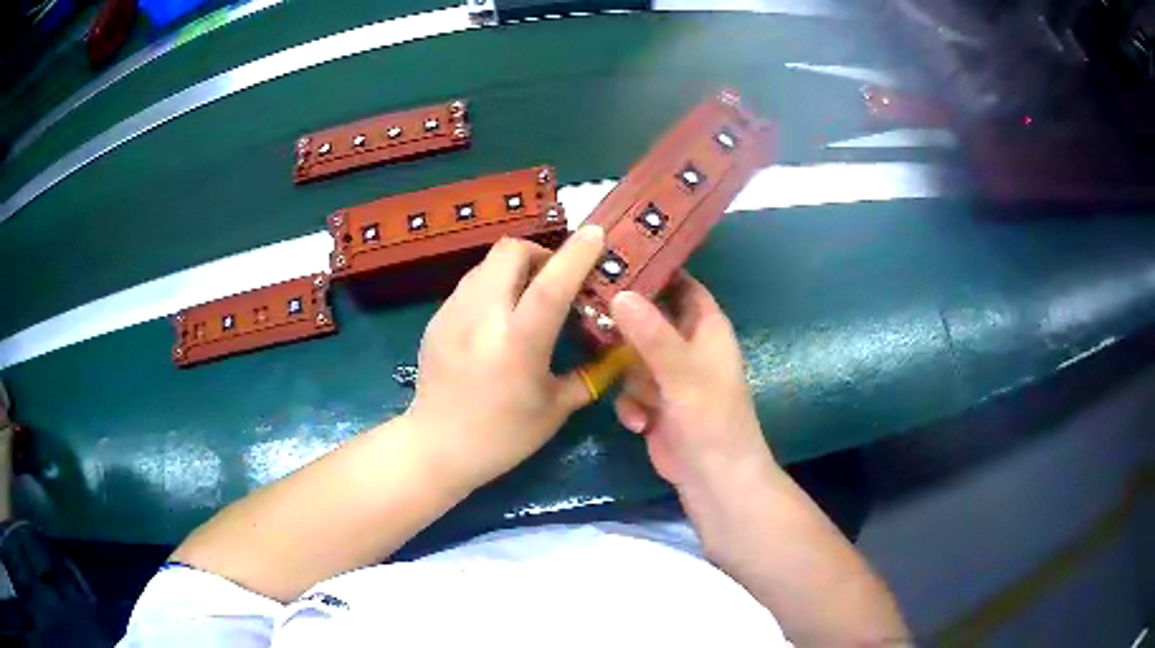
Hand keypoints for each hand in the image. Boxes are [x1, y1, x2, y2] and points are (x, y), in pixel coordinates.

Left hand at [405, 227, 605, 489]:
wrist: (437, 446)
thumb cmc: (503, 436)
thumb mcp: (555, 410)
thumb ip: (587, 375)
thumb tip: (613, 351)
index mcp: (517, 344)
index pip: (551, 285)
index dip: (576, 254)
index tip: (596, 233)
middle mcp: (482, 319)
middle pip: (510, 252)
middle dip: (539, 253)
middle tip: (553, 278)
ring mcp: (452, 314)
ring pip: (487, 263)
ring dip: (514, 268)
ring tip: (525, 296)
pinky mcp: (436, 319)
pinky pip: (470, 284)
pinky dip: (492, 286)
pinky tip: (496, 318)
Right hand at [609, 272, 776, 498]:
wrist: (713, 480)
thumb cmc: (711, 419)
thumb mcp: (683, 374)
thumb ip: (652, 335)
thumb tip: (620, 293)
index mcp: (706, 328)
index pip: (681, 283)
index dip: (655, 268)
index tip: (615, 256)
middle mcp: (686, 346)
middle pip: (648, 318)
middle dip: (625, 323)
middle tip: (588, 312)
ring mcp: (669, 376)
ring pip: (632, 356)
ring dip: (629, 377)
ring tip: (634, 394)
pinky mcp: (654, 404)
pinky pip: (629, 390)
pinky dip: (631, 405)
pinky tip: (640, 424)